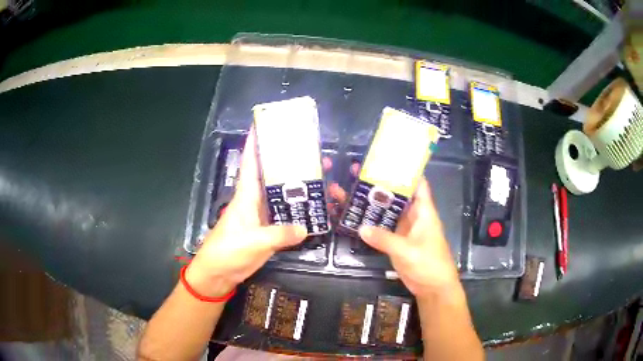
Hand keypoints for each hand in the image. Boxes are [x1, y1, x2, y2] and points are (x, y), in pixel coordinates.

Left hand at [185, 130, 306, 297]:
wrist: (219, 274)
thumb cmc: (228, 252)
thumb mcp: (253, 242)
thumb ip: (279, 234)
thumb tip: (306, 227)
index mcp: (246, 196)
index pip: (252, 163)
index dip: (256, 142)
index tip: (267, 124)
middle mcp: (254, 201)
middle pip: (272, 175)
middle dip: (288, 162)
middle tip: (311, 151)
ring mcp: (261, 216)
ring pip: (280, 194)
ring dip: (296, 185)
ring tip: (318, 175)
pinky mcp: (267, 230)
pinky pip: (284, 215)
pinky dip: (297, 209)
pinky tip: (312, 207)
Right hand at [358, 178, 459, 299]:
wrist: (432, 288)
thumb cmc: (428, 264)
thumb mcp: (407, 250)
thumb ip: (384, 239)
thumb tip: (360, 227)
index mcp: (424, 212)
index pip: (417, 184)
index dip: (405, 171)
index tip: (385, 160)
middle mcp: (414, 216)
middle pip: (397, 195)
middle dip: (380, 184)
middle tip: (357, 173)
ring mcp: (405, 229)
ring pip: (388, 211)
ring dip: (373, 203)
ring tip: (351, 191)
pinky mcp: (397, 242)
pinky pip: (383, 228)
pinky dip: (372, 222)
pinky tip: (356, 216)